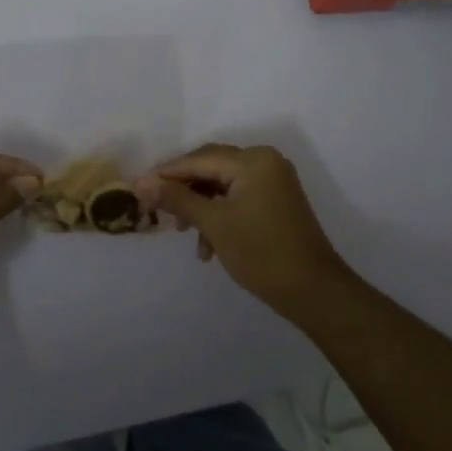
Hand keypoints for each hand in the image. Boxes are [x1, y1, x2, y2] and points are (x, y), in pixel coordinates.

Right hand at [142, 144, 352, 319]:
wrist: (314, 291)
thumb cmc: (261, 253)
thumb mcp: (214, 224)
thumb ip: (177, 199)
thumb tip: (141, 183)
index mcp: (253, 160)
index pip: (199, 159)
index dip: (166, 173)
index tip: (137, 187)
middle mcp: (265, 162)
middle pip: (210, 167)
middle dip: (183, 189)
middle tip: (155, 208)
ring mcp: (273, 181)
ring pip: (222, 185)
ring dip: (200, 206)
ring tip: (183, 233)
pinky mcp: (276, 200)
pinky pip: (237, 197)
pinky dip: (219, 215)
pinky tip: (208, 245)